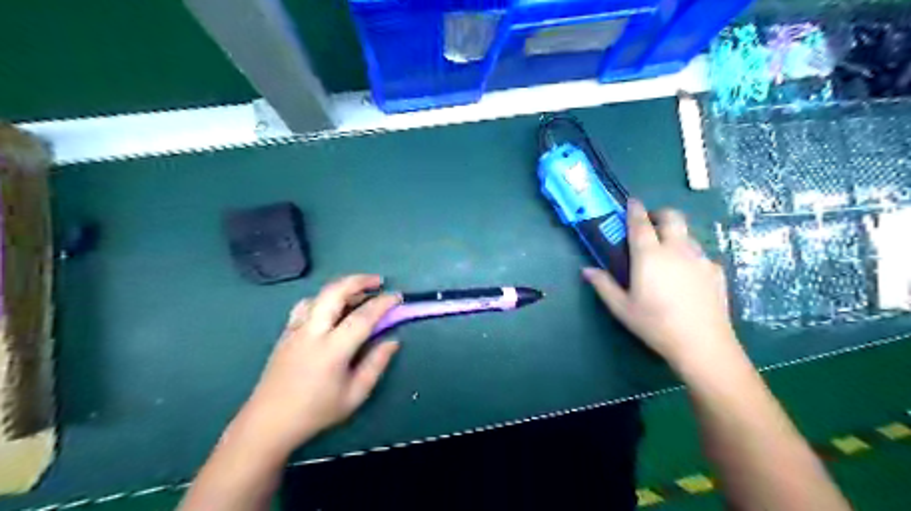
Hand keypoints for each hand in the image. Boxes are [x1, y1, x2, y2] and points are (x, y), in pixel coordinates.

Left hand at [238, 276, 401, 455]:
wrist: (268, 422)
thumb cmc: (316, 412)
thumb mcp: (354, 395)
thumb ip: (376, 364)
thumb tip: (393, 341)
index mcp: (332, 349)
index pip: (362, 316)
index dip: (383, 303)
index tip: (398, 297)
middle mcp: (312, 332)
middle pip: (335, 292)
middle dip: (359, 280)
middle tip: (378, 281)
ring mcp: (295, 329)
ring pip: (319, 295)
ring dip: (341, 287)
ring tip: (358, 293)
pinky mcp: (286, 332)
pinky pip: (306, 305)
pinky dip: (324, 298)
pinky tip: (332, 308)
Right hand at [584, 200, 738, 371]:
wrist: (702, 343)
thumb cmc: (655, 324)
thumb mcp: (621, 308)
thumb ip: (603, 285)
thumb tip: (586, 270)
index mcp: (649, 255)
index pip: (640, 223)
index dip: (634, 209)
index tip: (631, 201)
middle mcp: (676, 249)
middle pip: (672, 217)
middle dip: (659, 214)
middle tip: (650, 224)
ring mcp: (700, 258)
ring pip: (688, 234)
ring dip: (675, 234)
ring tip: (666, 253)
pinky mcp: (716, 271)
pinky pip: (701, 254)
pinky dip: (690, 255)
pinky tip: (686, 275)